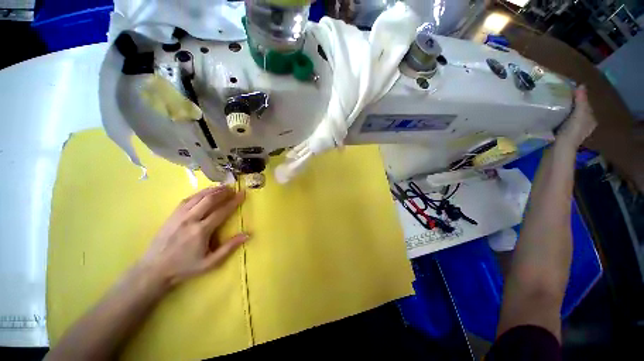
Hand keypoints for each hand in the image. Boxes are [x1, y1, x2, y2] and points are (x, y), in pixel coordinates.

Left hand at [140, 186, 247, 287]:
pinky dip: (199, 193)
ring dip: (212, 190)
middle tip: (233, 188)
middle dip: (223, 192)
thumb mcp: (210, 262)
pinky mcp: (172, 215)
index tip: (242, 194)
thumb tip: (248, 235)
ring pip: (198, 197)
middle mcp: (190, 219)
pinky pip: (187, 199)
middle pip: (209, 199)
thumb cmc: (185, 267)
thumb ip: (229, 248)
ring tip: (223, 187)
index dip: (234, 201)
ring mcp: (179, 216)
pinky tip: (205, 192)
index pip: (221, 211)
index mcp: (201, 231)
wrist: (153, 270)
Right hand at [557, 85, 596, 148]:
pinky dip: (560, 118)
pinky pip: (563, 122)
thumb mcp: (579, 114)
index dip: (579, 97)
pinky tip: (553, 117)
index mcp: (591, 119)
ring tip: (555, 105)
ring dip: (564, 111)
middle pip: (578, 110)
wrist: (560, 148)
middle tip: (560, 97)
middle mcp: (585, 124)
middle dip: (571, 104)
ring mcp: (574, 130)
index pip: (586, 104)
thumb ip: (581, 100)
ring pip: (570, 116)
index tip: (568, 91)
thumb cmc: (572, 130)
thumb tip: (581, 85)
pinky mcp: (564, 134)